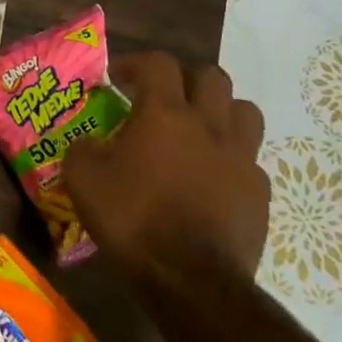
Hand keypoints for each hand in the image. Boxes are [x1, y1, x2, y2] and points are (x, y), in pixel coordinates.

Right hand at [61, 51, 268, 284]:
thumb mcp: (82, 177)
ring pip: (244, 111)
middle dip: (184, 80)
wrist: (189, 277)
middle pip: (211, 77)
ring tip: (196, 129)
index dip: (136, 63)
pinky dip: (230, 157)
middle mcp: (209, 125)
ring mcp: (241, 158)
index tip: (118, 79)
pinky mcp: (260, 191)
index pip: (159, 63)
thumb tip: (92, 143)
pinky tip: (210, 177)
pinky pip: (249, 158)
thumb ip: (84, 148)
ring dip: (219, 111)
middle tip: (161, 99)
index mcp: (165, 114)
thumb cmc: (131, 217)